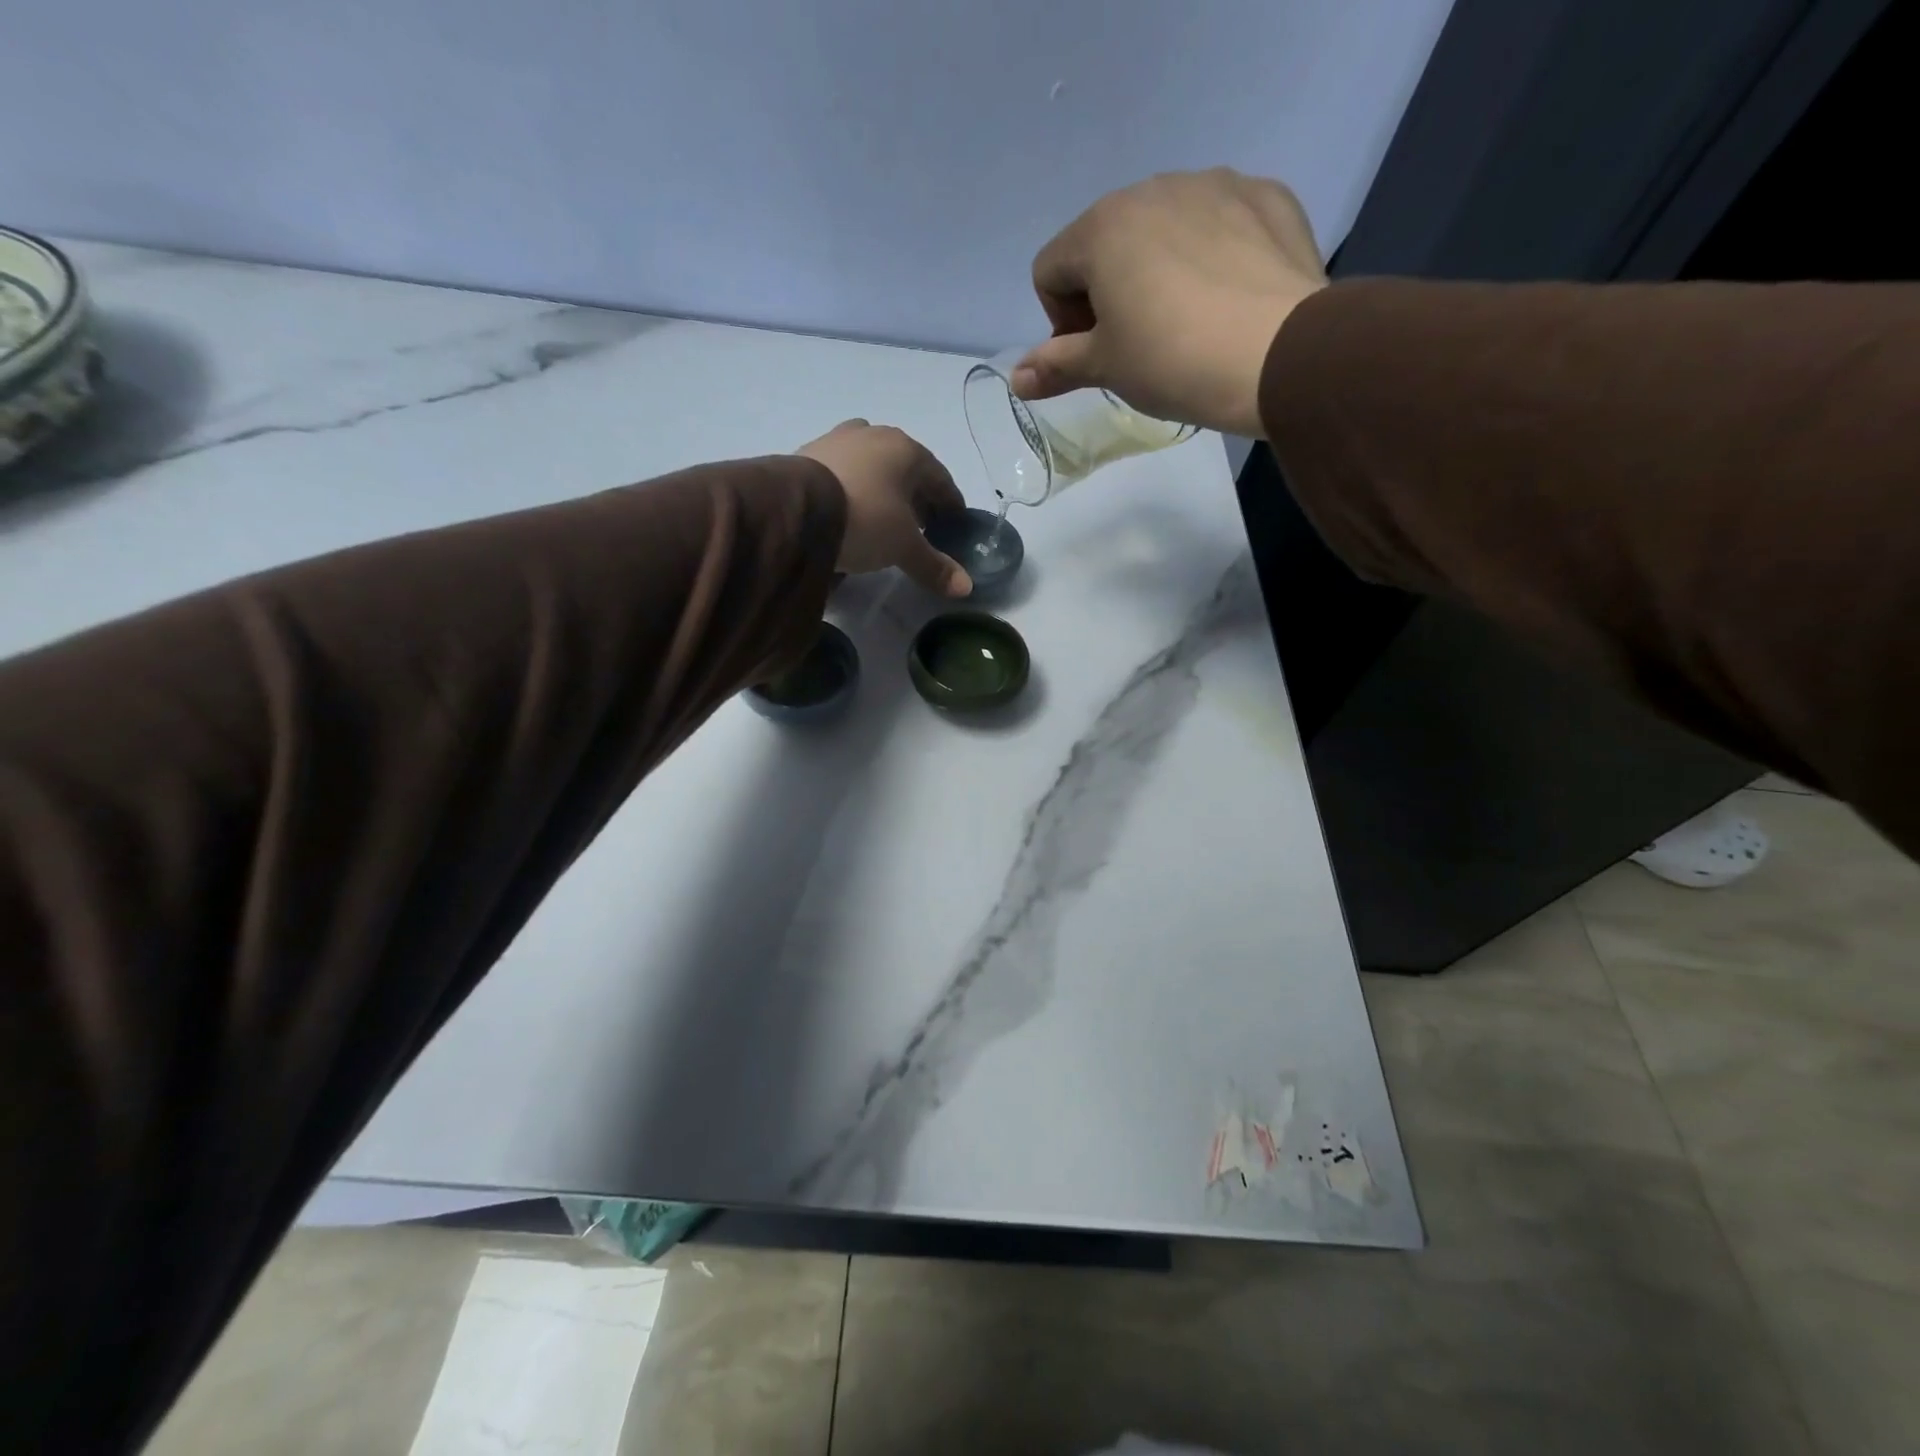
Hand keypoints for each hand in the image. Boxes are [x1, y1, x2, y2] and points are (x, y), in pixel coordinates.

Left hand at [797, 420, 971, 596]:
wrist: (796, 509)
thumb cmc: (865, 519)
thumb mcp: (904, 547)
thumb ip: (934, 565)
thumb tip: (966, 588)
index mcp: (907, 450)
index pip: (940, 478)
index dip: (950, 504)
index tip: (954, 525)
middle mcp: (874, 435)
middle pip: (906, 469)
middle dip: (916, 497)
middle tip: (921, 527)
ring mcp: (838, 440)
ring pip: (872, 466)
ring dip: (883, 490)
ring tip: (883, 519)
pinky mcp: (807, 453)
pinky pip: (842, 472)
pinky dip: (853, 489)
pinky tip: (850, 512)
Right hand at [1012, 168, 1327, 438]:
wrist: (1279, 355)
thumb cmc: (1172, 361)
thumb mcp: (1105, 368)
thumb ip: (1056, 366)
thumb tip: (1016, 378)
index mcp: (1102, 228)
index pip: (1050, 270)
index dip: (1061, 321)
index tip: (1095, 353)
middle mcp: (1152, 189)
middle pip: (1105, 242)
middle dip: (1107, 291)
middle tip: (1137, 343)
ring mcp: (1215, 184)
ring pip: (1162, 228)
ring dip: (1158, 270)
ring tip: (1187, 322)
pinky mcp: (1265, 195)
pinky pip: (1219, 222)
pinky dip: (1211, 255)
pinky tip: (1228, 298)